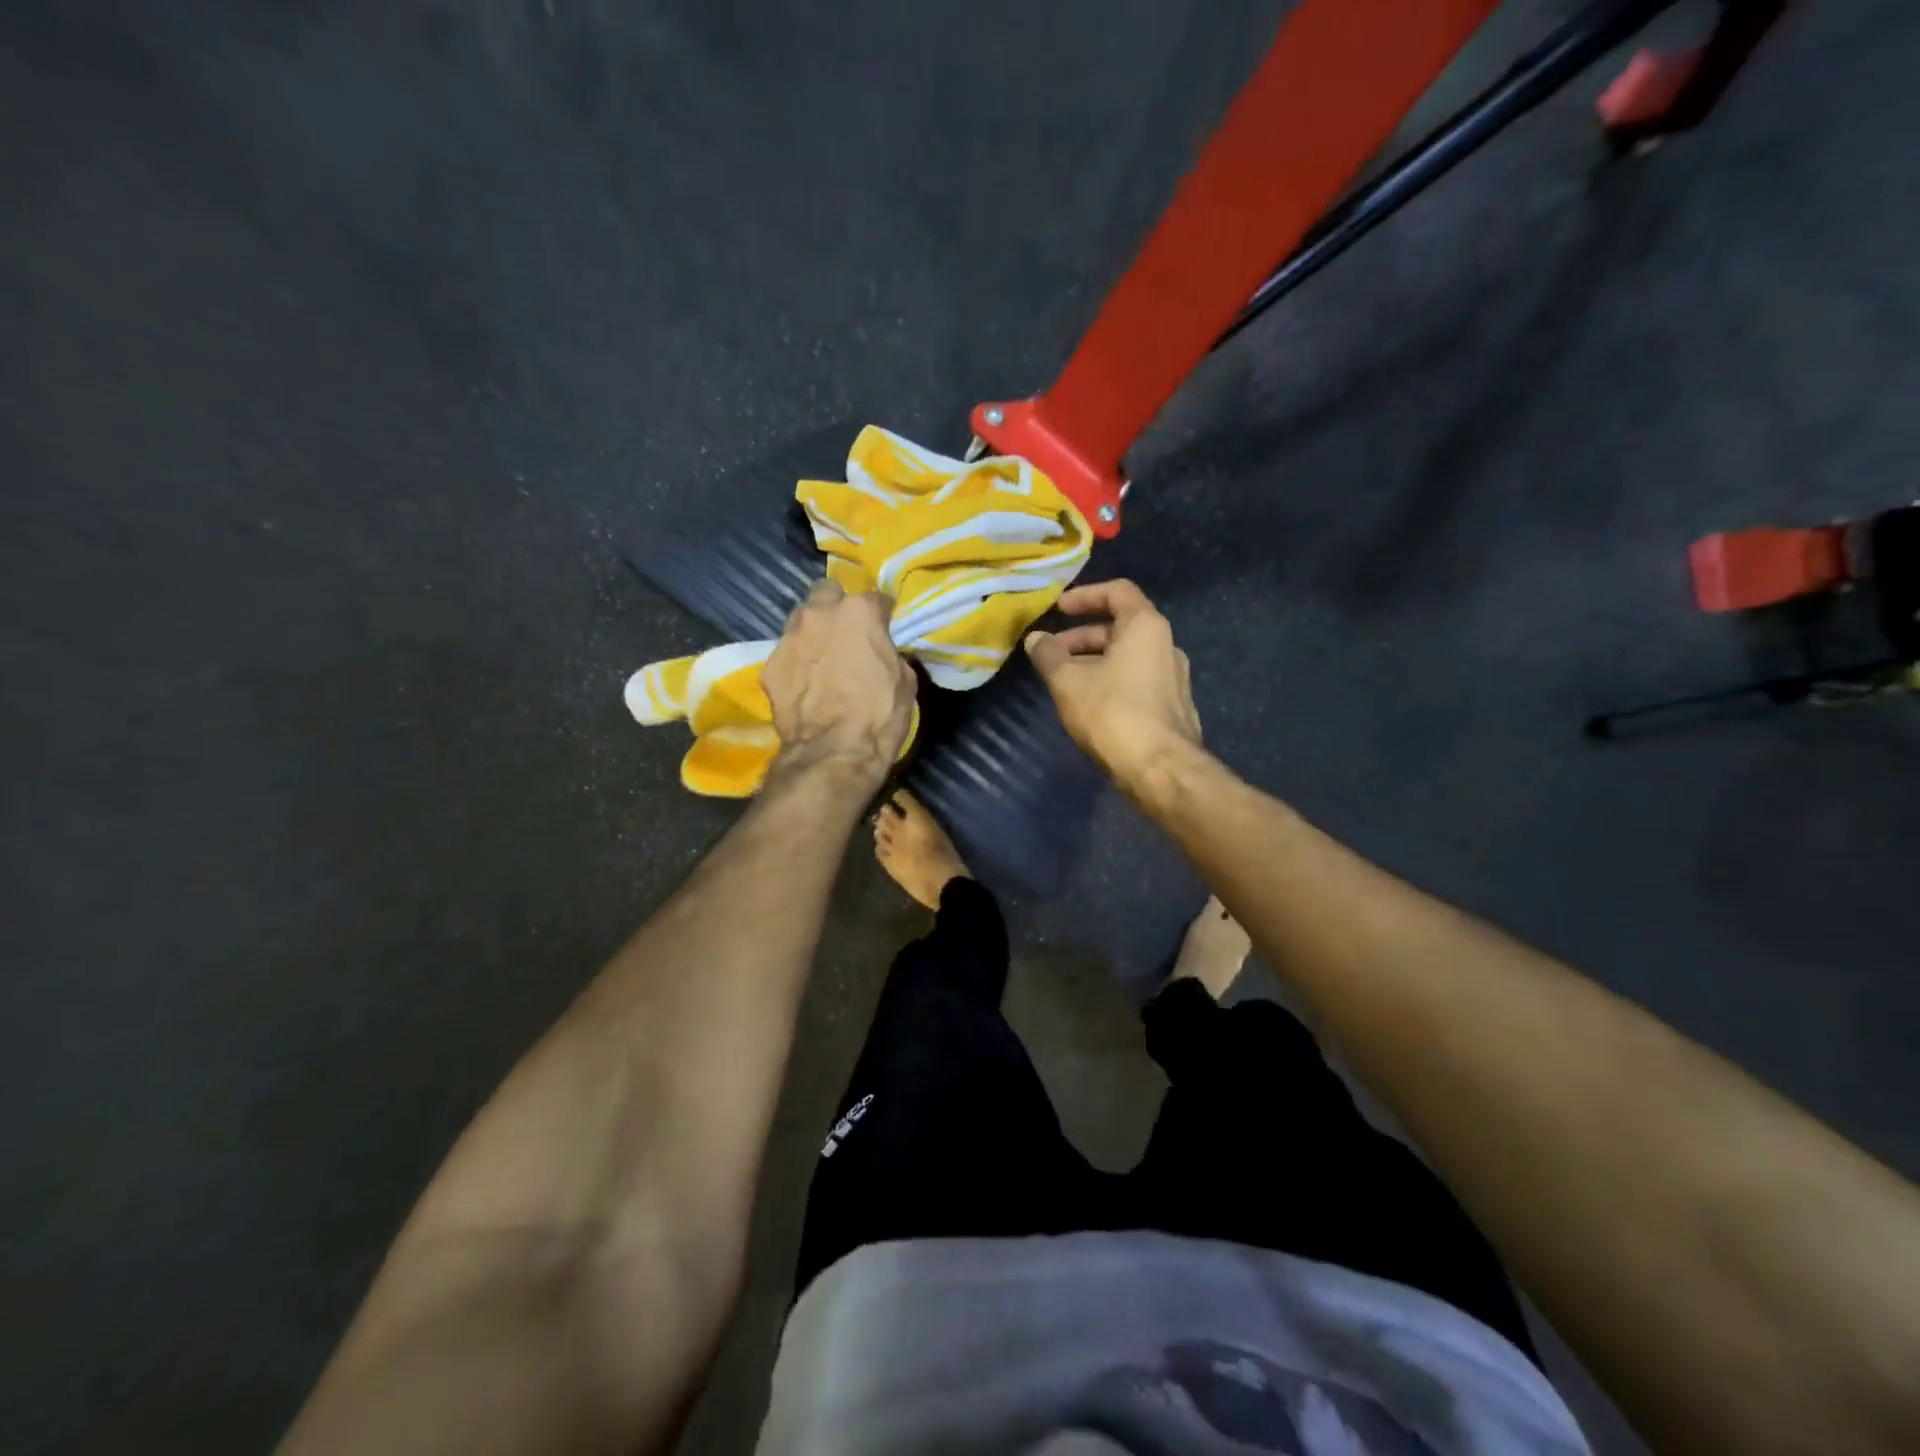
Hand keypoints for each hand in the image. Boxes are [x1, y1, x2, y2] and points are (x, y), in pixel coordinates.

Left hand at [764, 580, 915, 785]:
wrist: (832, 753)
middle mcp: (820, 614)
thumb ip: (892, 655)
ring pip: (801, 620)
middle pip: (827, 593)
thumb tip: (886, 653)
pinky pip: (786, 655)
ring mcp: (789, 638)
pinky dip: (796, 663)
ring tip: (822, 657)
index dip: (883, 615)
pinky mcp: (768, 666)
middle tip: (847, 634)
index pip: (876, 598)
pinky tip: (805, 684)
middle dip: (838, 607)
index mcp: (859, 612)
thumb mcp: (905, 682)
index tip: (886, 628)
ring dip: (814, 632)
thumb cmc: (879, 716)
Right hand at [1024, 579, 1201, 790]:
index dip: (1085, 595)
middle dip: (1082, 637)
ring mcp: (1174, 678)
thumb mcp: (1068, 681)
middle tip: (1051, 653)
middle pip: (1121, 627)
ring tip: (1064, 682)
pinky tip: (1089, 706)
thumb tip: (1036, 639)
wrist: (1161, 769)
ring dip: (1094, 662)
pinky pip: (1137, 681)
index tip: (1058, 609)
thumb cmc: (1112, 713)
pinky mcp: (1172, 707)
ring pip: (1127, 657)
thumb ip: (1049, 655)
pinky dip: (1111, 682)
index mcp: (1146, 627)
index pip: (1118, 591)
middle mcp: (1166, 645)